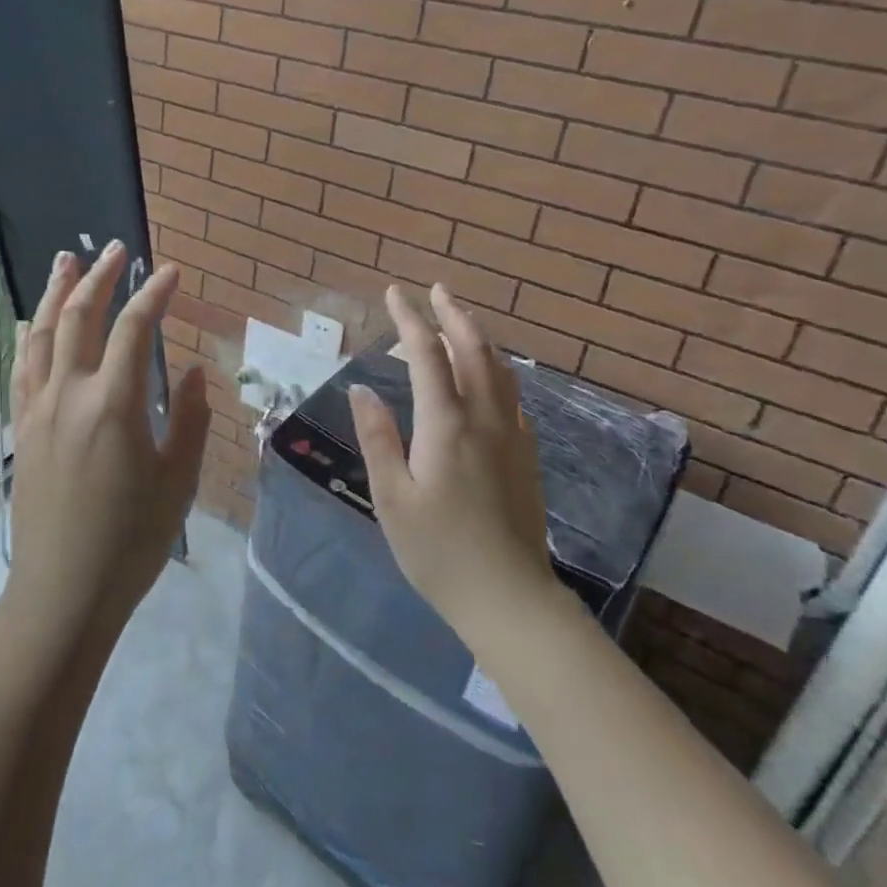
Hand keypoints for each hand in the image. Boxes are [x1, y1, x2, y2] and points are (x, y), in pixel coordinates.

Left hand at [3, 242, 210, 642]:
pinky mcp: (22, 429)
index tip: (171, 272)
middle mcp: (69, 395)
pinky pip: (24, 367)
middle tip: (117, 249)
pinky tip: (35, 323)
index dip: (153, 295)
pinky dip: (32, 335)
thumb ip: (189, 419)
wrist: (61, 592)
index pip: (134, 330)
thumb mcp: (177, 481)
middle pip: (80, 318)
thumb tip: (192, 372)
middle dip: (100, 277)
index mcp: (113, 404)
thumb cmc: (130, 540)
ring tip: (66, 260)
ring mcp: (38, 410)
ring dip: (56, 293)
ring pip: (43, 335)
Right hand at [348, 284, 553, 637]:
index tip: (395, 293)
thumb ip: (377, 437)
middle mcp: (484, 418)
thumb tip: (361, 387)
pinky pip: (512, 395)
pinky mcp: (526, 455)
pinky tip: (490, 376)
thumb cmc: (438, 551)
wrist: (509, 597)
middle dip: (452, 314)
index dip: (409, 319)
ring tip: (461, 319)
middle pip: (473, 350)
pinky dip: (497, 370)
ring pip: (499, 369)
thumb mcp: (392, 497)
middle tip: (436, 290)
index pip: (426, 354)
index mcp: (446, 424)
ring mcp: (512, 435)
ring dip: (479, 336)